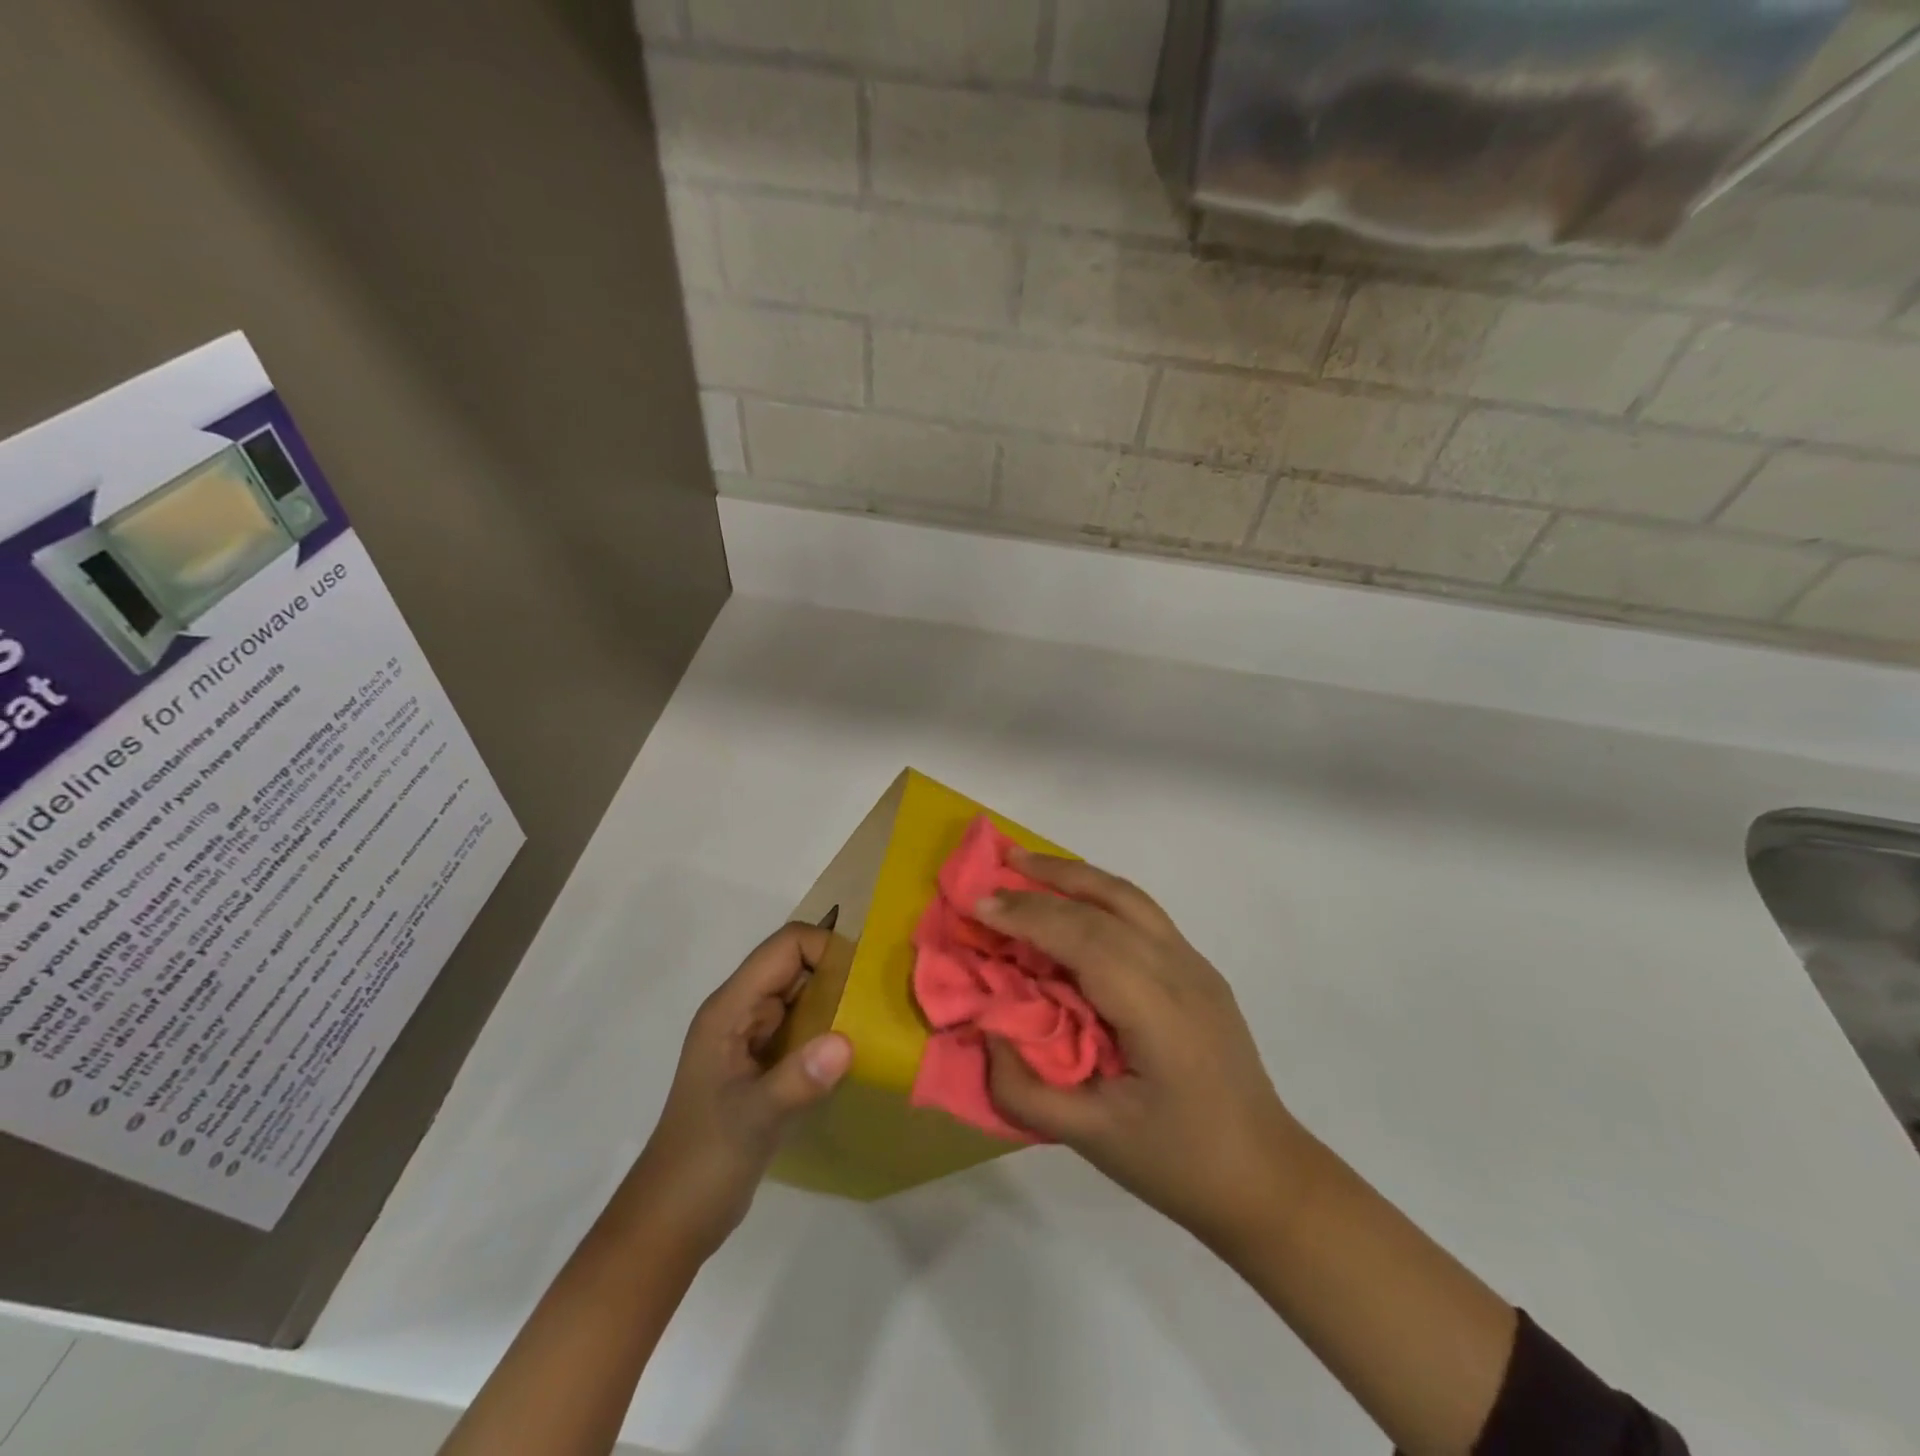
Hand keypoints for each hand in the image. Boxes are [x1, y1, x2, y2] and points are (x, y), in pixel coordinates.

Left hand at [620, 924, 851, 1260]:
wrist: (671, 1221)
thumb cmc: (703, 1162)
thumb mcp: (753, 1120)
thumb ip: (798, 1079)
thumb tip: (847, 1041)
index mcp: (730, 1008)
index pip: (785, 946)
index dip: (826, 950)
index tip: (864, 982)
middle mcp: (741, 1012)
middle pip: (797, 965)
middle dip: (839, 973)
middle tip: (883, 1000)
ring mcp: (751, 1038)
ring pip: (803, 995)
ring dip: (838, 1002)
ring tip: (878, 1022)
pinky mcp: (763, 1064)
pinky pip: (804, 1028)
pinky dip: (830, 1031)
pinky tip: (857, 1054)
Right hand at [977, 854, 1306, 1249]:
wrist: (1266, 1177)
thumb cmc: (1176, 1162)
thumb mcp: (1091, 1139)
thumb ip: (1024, 1090)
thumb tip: (986, 1031)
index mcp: (1158, 1009)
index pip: (1085, 939)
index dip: (1029, 916)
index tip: (979, 906)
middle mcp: (1181, 970)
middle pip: (1108, 904)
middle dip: (1047, 881)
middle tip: (996, 864)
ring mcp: (1196, 965)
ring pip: (1130, 898)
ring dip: (1077, 876)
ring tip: (1029, 864)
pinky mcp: (1199, 971)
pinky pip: (1142, 915)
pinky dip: (1099, 895)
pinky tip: (1074, 904)